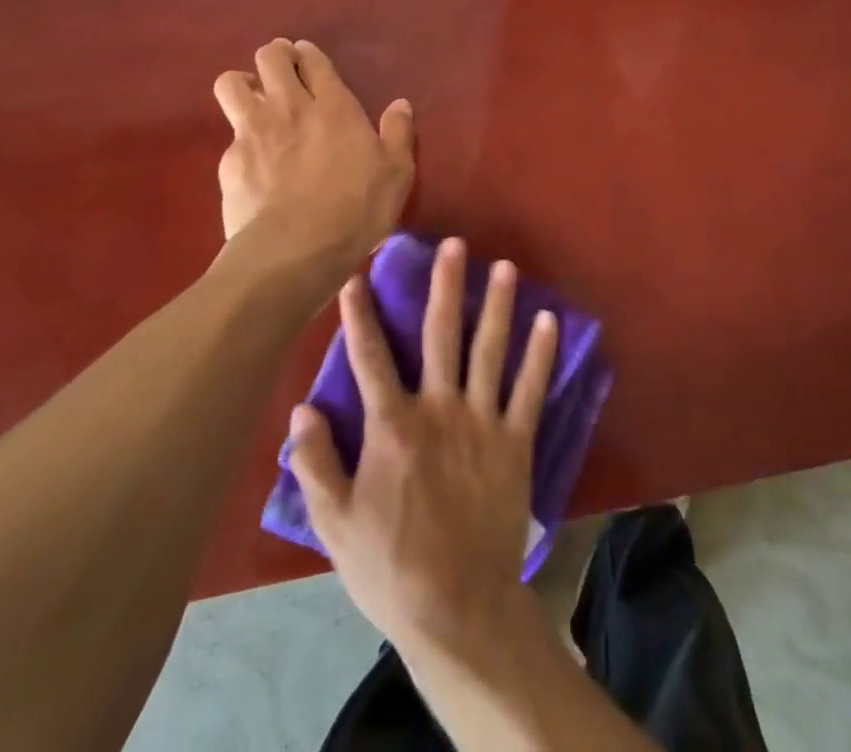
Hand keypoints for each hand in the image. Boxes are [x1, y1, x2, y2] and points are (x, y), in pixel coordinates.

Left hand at [213, 39, 415, 286]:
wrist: (295, 250)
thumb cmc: (357, 208)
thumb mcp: (397, 173)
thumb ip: (398, 134)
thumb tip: (401, 104)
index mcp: (334, 106)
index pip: (313, 60)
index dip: (308, 53)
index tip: (308, 58)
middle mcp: (290, 107)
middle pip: (270, 57)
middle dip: (275, 56)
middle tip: (283, 72)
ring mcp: (253, 132)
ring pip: (232, 83)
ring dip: (243, 84)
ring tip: (254, 102)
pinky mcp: (229, 162)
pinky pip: (228, 136)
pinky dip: (239, 140)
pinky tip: (251, 162)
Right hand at [287, 239, 558, 657]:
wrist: (456, 607)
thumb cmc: (389, 566)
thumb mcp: (335, 523)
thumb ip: (316, 463)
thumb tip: (301, 409)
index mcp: (393, 427)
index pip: (372, 359)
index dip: (362, 316)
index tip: (359, 276)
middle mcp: (440, 410)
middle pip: (441, 336)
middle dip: (445, 286)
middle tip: (453, 244)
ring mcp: (483, 422)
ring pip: (490, 350)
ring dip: (497, 305)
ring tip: (504, 266)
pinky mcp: (516, 441)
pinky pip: (531, 390)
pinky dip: (541, 354)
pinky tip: (549, 320)